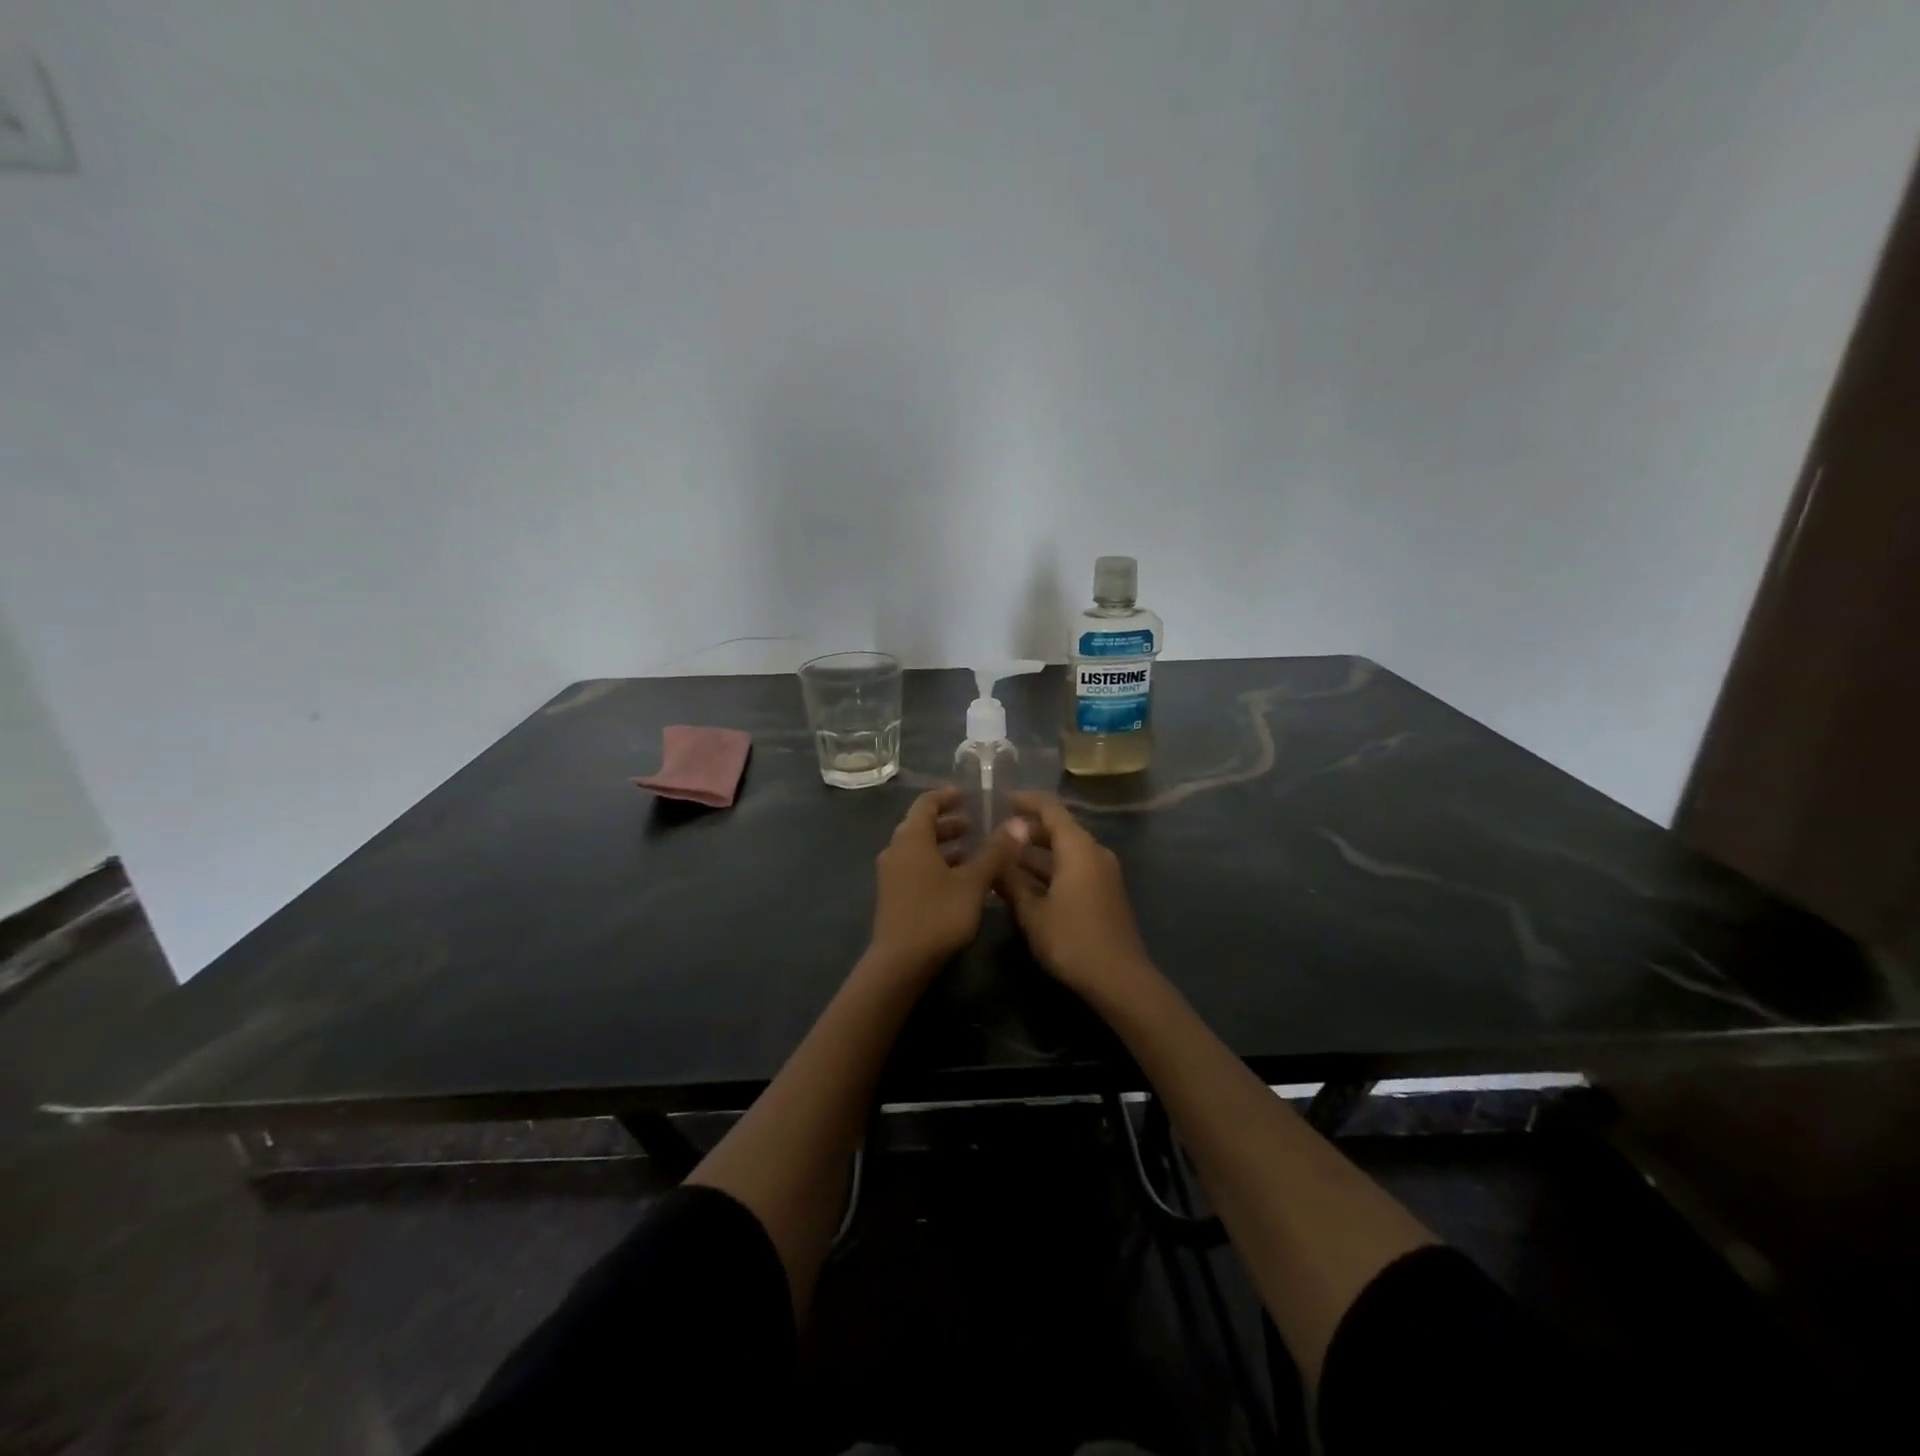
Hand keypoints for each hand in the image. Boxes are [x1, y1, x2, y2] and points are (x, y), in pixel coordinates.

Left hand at [868, 787, 1028, 976]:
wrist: (900, 963)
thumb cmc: (938, 915)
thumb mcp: (973, 882)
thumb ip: (995, 852)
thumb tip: (1018, 823)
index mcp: (912, 838)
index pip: (926, 803)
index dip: (946, 796)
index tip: (967, 795)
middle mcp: (896, 850)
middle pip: (920, 825)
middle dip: (948, 822)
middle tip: (975, 823)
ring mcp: (891, 874)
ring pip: (918, 848)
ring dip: (943, 845)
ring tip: (972, 850)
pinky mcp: (893, 895)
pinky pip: (915, 866)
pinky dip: (935, 863)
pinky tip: (958, 879)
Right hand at [998, 792, 1154, 999]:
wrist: (1119, 979)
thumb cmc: (1072, 940)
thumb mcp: (1032, 912)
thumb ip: (1011, 879)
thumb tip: (996, 853)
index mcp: (1078, 848)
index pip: (1050, 809)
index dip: (1025, 801)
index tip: (1002, 800)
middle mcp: (1094, 852)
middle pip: (1060, 828)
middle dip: (1028, 829)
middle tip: (997, 835)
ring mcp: (1103, 872)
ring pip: (1066, 850)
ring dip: (1038, 852)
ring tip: (1005, 859)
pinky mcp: (1106, 892)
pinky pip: (1075, 867)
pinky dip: (1051, 868)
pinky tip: (1027, 883)